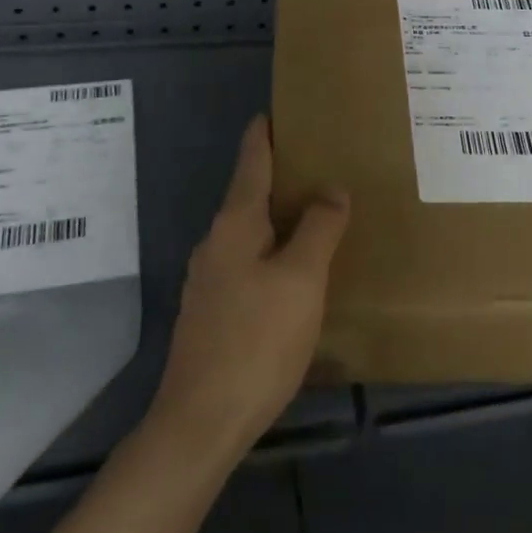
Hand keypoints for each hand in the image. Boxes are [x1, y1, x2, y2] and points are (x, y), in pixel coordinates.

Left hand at [149, 116, 349, 464]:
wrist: (200, 423)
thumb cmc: (256, 341)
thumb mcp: (301, 279)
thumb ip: (319, 228)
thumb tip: (331, 188)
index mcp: (235, 223)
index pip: (251, 160)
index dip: (264, 132)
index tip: (278, 110)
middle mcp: (216, 242)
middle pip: (248, 193)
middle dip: (279, 176)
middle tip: (319, 163)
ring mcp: (209, 279)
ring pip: (249, 232)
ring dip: (277, 216)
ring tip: (314, 213)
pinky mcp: (212, 311)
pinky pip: (247, 263)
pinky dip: (271, 251)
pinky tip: (293, 271)